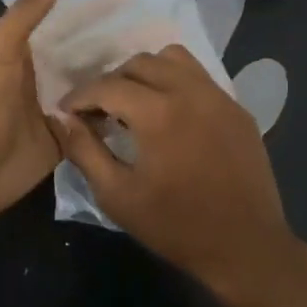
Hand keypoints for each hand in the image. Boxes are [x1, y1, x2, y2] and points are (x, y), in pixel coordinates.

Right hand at [53, 45, 300, 302]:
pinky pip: (199, 77)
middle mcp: (189, 91)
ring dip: (145, 73)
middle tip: (99, 111)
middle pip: (139, 63)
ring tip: (135, 103)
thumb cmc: (175, 226)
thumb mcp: (117, 195)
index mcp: (158, 112)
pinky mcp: (237, 108)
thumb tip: (62, 118)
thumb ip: (84, 150)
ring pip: (173, 59)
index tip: (66, 111)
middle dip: (111, 81)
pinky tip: (169, 114)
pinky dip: (175, 82)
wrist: (245, 247)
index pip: (107, 85)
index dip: (80, 96)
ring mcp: (218, 96)